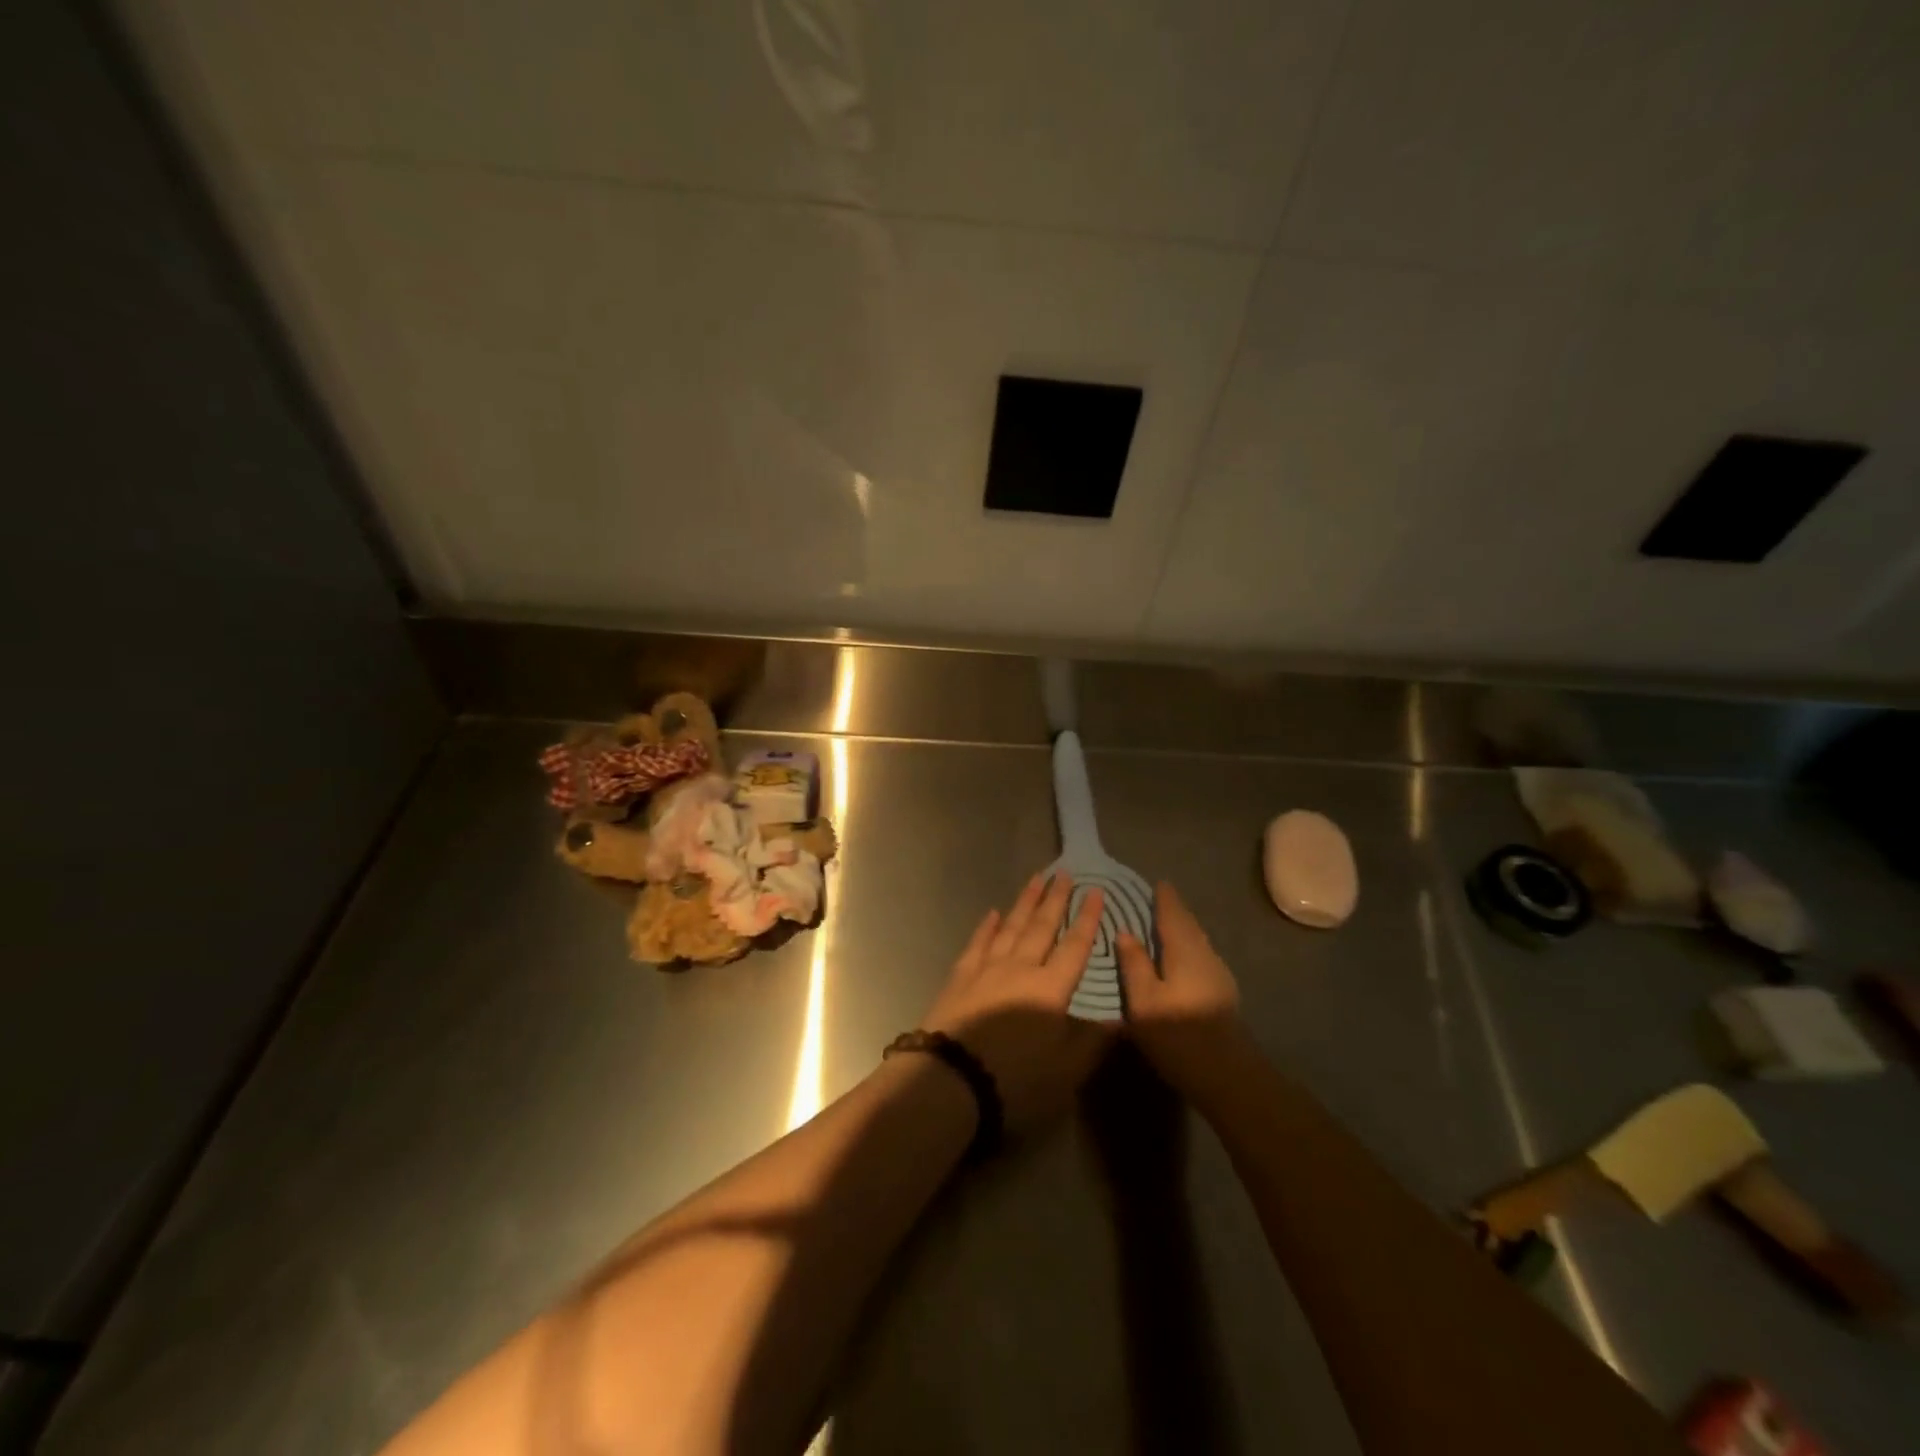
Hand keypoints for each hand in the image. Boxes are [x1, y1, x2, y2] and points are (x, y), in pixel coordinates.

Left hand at [921, 872, 1111, 1133]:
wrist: (951, 1080)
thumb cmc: (1016, 1080)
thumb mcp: (1066, 1070)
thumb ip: (1093, 1041)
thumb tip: (1121, 1017)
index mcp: (1051, 989)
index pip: (1075, 946)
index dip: (1088, 919)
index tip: (1096, 892)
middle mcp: (1021, 968)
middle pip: (1042, 926)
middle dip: (1056, 899)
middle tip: (1065, 872)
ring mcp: (987, 968)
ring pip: (1011, 927)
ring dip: (1025, 902)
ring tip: (1036, 879)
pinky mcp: (961, 976)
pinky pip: (978, 942)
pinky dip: (988, 926)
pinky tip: (994, 913)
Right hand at [1116, 881, 1248, 1098]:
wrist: (1228, 1076)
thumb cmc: (1178, 1035)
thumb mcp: (1144, 1000)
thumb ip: (1134, 964)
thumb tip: (1125, 932)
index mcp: (1184, 951)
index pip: (1173, 914)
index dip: (1164, 898)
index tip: (1156, 882)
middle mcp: (1205, 955)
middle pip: (1188, 925)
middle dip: (1174, 910)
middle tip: (1157, 899)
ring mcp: (1218, 974)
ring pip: (1197, 941)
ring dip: (1182, 929)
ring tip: (1164, 924)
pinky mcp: (1222, 993)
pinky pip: (1200, 955)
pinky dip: (1187, 946)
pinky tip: (1179, 958)